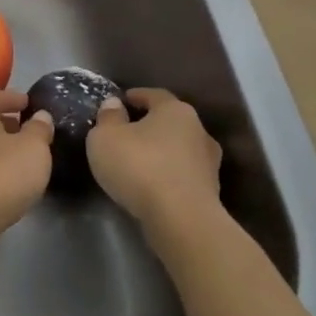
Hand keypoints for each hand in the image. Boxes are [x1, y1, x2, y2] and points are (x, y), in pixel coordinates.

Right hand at [86, 88, 224, 235]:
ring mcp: (209, 163)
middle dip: (149, 125)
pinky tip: (151, 184)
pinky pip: (182, 174)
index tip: (121, 101)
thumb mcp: (106, 137)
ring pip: (179, 149)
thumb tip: (115, 104)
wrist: (181, 219)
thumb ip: (108, 118)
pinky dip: (167, 175)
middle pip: (169, 122)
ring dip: (161, 152)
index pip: (154, 95)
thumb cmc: (139, 167)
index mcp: (175, 111)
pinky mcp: (210, 192)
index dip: (135, 96)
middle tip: (126, 132)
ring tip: (138, 162)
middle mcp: (198, 131)